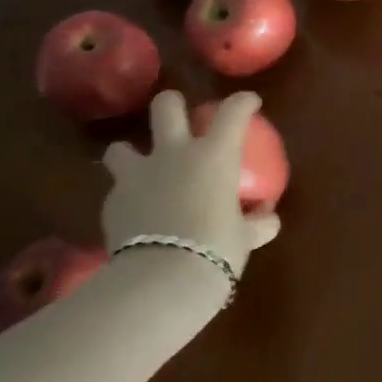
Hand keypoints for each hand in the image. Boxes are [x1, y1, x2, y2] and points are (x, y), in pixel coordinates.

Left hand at [99, 90, 280, 273]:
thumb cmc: (215, 250)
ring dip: (130, 153)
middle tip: (179, 116)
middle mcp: (174, 154)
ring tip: (139, 169)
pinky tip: (135, 215)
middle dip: (172, 104)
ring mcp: (138, 175)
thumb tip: (268, 219)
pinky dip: (127, 197)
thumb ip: (257, 224)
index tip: (249, 103)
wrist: (161, 279)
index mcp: (215, 156)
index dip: (243, 102)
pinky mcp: (113, 201)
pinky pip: (117, 190)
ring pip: (121, 146)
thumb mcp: (244, 239)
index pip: (233, 112)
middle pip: (166, 106)